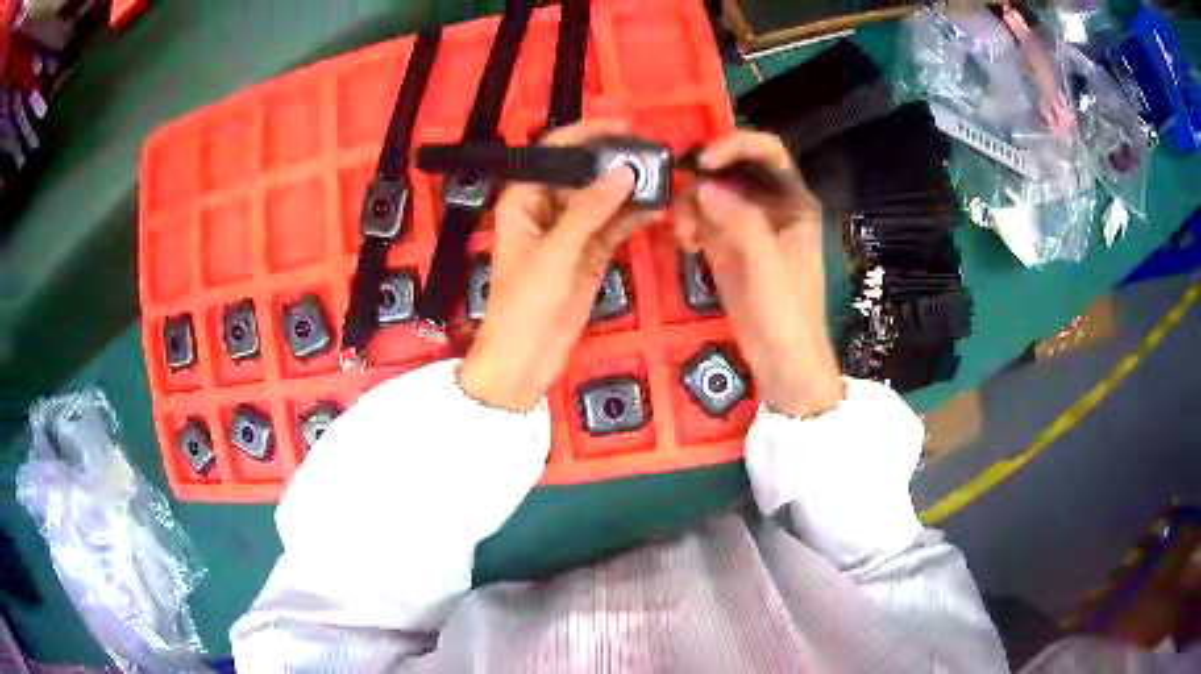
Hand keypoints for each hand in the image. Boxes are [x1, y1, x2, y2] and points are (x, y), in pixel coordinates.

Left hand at [458, 120, 647, 410]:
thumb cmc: (524, 301)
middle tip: (651, 153)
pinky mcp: (591, 253)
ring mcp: (572, 231)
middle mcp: (547, 208)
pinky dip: (634, 217)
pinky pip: (614, 226)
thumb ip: (589, 211)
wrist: (526, 356)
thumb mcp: (555, 252)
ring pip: (603, 199)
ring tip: (661, 177)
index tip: (621, 126)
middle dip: (614, 162)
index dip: (585, 135)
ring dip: (629, 190)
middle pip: (583, 173)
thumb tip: (623, 173)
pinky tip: (658, 207)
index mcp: (523, 198)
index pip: (553, 153)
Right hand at [675, 131, 842, 416]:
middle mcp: (772, 206)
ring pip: (712, 193)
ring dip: (691, 206)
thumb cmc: (787, 315)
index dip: (737, 145)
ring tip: (684, 236)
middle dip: (705, 179)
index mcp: (795, 203)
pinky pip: (703, 219)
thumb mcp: (767, 266)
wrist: (782, 362)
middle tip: (681, 197)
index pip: (769, 153)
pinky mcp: (728, 246)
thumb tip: (704, 187)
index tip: (704, 159)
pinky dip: (689, 225)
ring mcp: (748, 225)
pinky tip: (685, 244)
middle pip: (734, 169)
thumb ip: (741, 222)